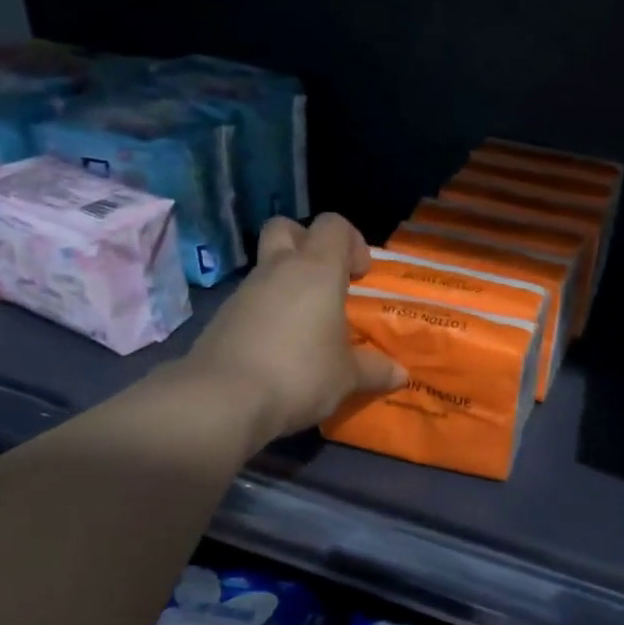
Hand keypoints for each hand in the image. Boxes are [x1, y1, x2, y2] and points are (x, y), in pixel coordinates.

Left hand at [186, 213, 405, 449]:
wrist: (223, 399)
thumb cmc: (300, 375)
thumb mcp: (347, 378)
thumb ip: (374, 370)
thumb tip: (400, 374)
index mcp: (316, 270)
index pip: (334, 225)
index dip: (352, 241)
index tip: (360, 276)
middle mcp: (278, 269)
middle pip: (287, 228)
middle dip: (307, 245)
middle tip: (326, 282)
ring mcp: (245, 291)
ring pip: (267, 267)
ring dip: (287, 285)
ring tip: (306, 326)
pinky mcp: (223, 317)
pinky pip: (251, 301)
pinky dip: (267, 313)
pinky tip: (279, 348)